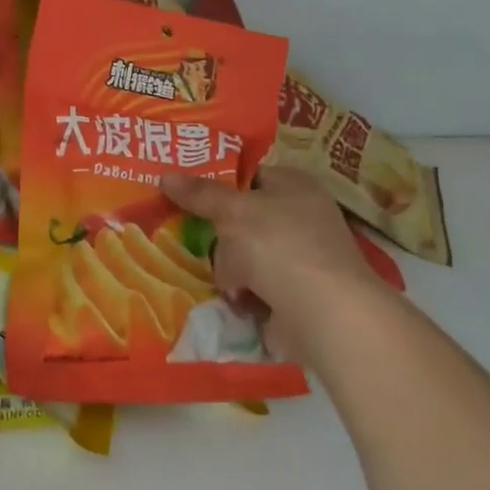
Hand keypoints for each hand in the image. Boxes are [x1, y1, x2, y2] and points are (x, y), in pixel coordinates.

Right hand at [162, 166, 398, 359]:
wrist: (324, 314)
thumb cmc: (279, 244)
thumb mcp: (232, 211)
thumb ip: (199, 194)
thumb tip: (165, 175)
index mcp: (294, 185)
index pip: (249, 175)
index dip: (217, 181)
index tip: (183, 190)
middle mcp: (301, 217)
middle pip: (243, 217)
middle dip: (219, 232)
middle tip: (185, 232)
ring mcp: (300, 258)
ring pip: (245, 254)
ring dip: (229, 267)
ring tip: (218, 274)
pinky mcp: (295, 295)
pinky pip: (254, 286)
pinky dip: (242, 293)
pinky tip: (233, 298)